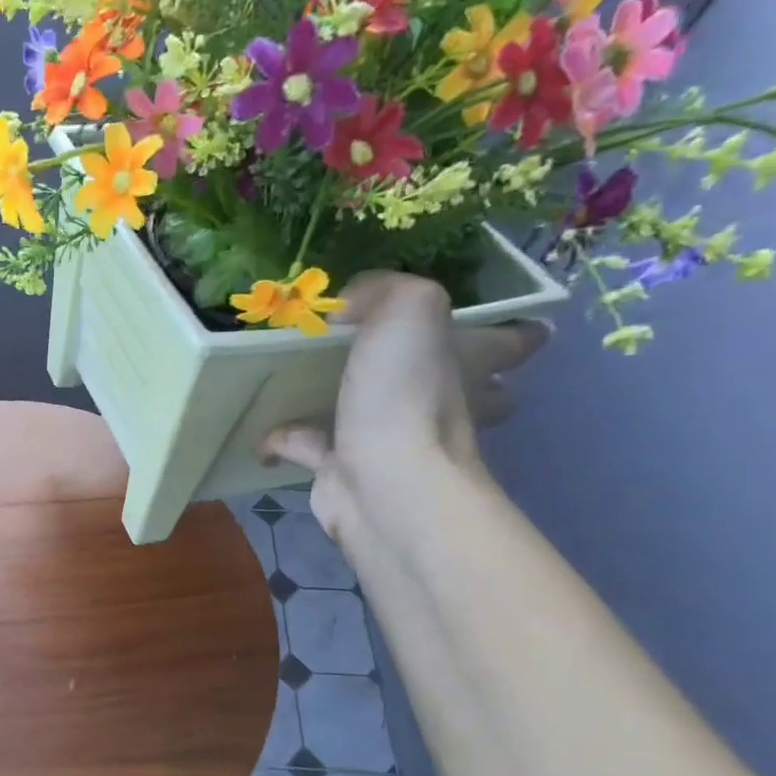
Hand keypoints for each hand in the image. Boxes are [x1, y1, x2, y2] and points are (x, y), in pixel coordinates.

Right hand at [262, 273, 547, 549]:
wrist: (381, 485)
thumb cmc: (408, 397)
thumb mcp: (409, 310)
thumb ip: (382, 291)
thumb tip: (345, 308)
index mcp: (467, 365)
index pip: (512, 343)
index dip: (514, 331)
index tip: (509, 321)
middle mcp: (440, 406)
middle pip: (457, 386)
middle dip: (443, 372)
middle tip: (401, 351)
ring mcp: (392, 443)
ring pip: (376, 415)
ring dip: (349, 401)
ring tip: (308, 375)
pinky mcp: (344, 470)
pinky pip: (309, 445)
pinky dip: (283, 438)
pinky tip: (261, 426)